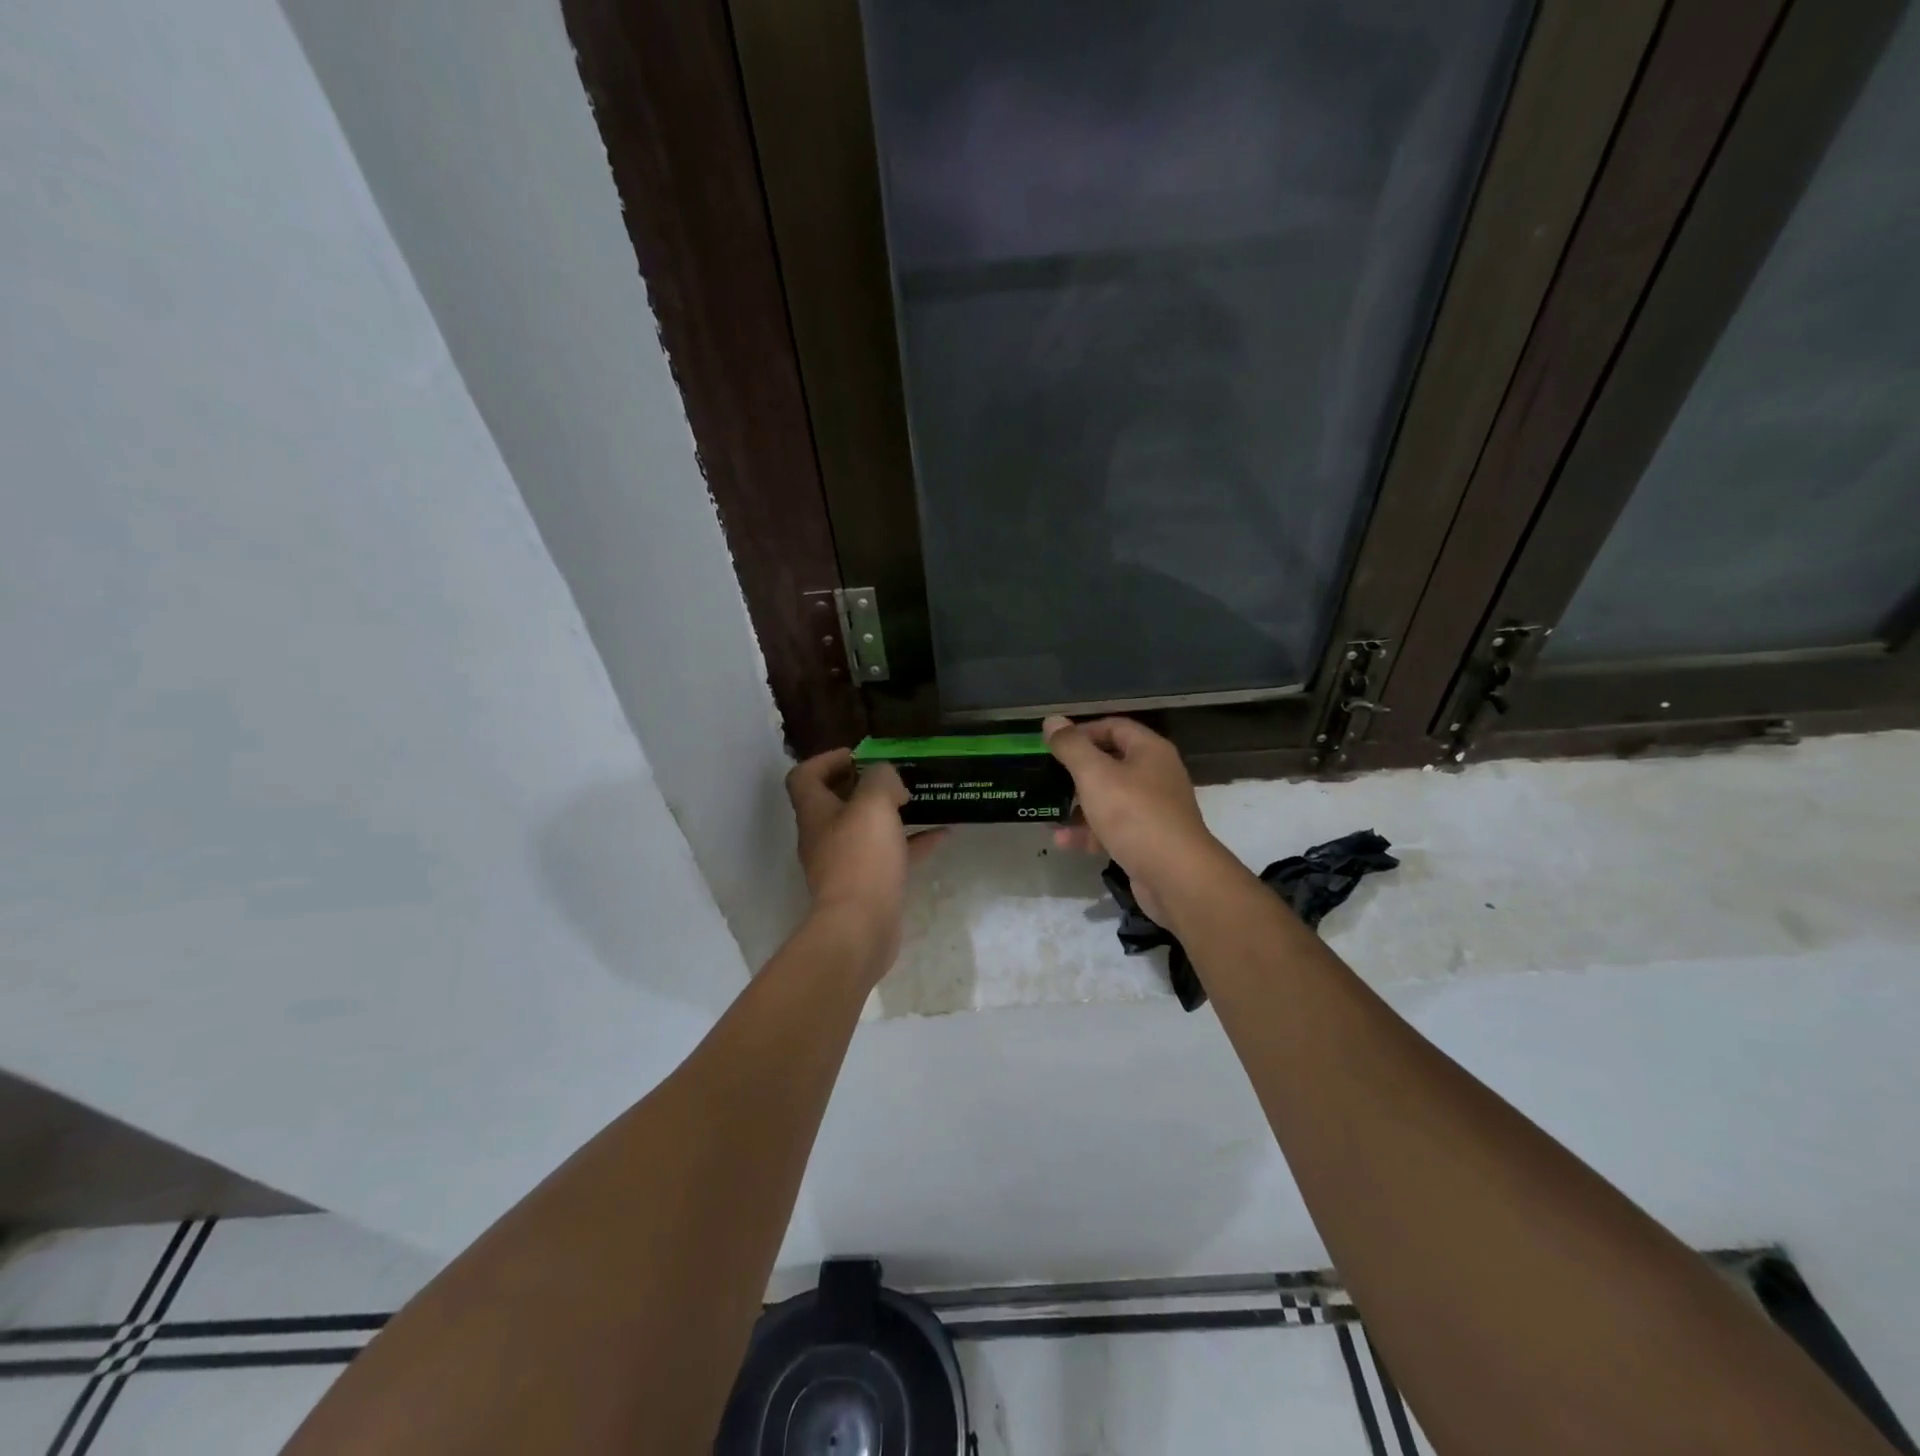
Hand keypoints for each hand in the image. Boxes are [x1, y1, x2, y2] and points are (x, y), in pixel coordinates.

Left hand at [785, 749, 944, 981]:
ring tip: (920, 800)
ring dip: (891, 814)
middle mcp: (824, 837)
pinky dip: (912, 844)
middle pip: (837, 803)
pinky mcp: (867, 887)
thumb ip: (881, 779)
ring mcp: (845, 864)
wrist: (860, 928)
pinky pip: (890, 856)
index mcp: (816, 812)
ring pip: (867, 830)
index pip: (805, 776)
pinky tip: (942, 835)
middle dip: (865, 786)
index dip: (827, 760)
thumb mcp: (874, 804)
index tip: (860, 755)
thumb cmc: (861, 858)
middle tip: (896, 777)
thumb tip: (887, 779)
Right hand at [1042, 715, 1225, 925]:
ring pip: (1111, 799)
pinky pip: (1114, 828)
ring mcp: (1155, 810)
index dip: (1083, 731)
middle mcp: (1156, 775)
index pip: (1114, 727)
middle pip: (1112, 763)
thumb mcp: (1095, 775)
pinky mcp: (1149, 840)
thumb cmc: (1134, 814)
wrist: (1175, 875)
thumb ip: (1071, 747)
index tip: (1054, 744)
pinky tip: (1063, 841)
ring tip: (1050, 812)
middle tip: (1049, 777)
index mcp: (1150, 751)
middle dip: (1078, 772)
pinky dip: (1090, 832)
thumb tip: (1051, 720)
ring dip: (1079, 805)